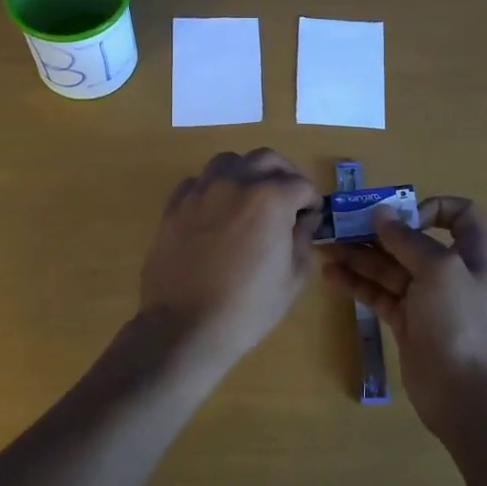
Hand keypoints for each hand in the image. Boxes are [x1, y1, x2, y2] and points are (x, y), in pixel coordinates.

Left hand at [138, 150, 321, 364]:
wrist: (185, 326)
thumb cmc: (248, 307)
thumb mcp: (293, 278)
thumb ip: (302, 239)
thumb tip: (302, 220)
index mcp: (271, 198)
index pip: (301, 184)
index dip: (311, 201)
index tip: (310, 218)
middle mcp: (236, 182)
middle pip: (267, 158)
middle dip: (284, 174)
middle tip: (288, 198)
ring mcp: (202, 190)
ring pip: (229, 161)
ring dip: (247, 173)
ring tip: (250, 198)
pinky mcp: (175, 204)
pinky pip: (199, 181)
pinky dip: (214, 188)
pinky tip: (217, 212)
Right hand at [322, 196, 486, 437]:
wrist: (463, 392)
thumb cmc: (458, 321)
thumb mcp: (438, 269)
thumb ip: (407, 239)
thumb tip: (380, 213)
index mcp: (471, 253)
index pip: (459, 215)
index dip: (432, 207)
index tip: (404, 217)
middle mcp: (449, 271)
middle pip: (412, 240)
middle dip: (378, 231)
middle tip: (342, 225)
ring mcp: (425, 298)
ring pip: (389, 267)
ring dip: (359, 255)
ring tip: (326, 247)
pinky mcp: (405, 321)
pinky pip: (378, 293)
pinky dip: (356, 282)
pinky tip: (331, 274)